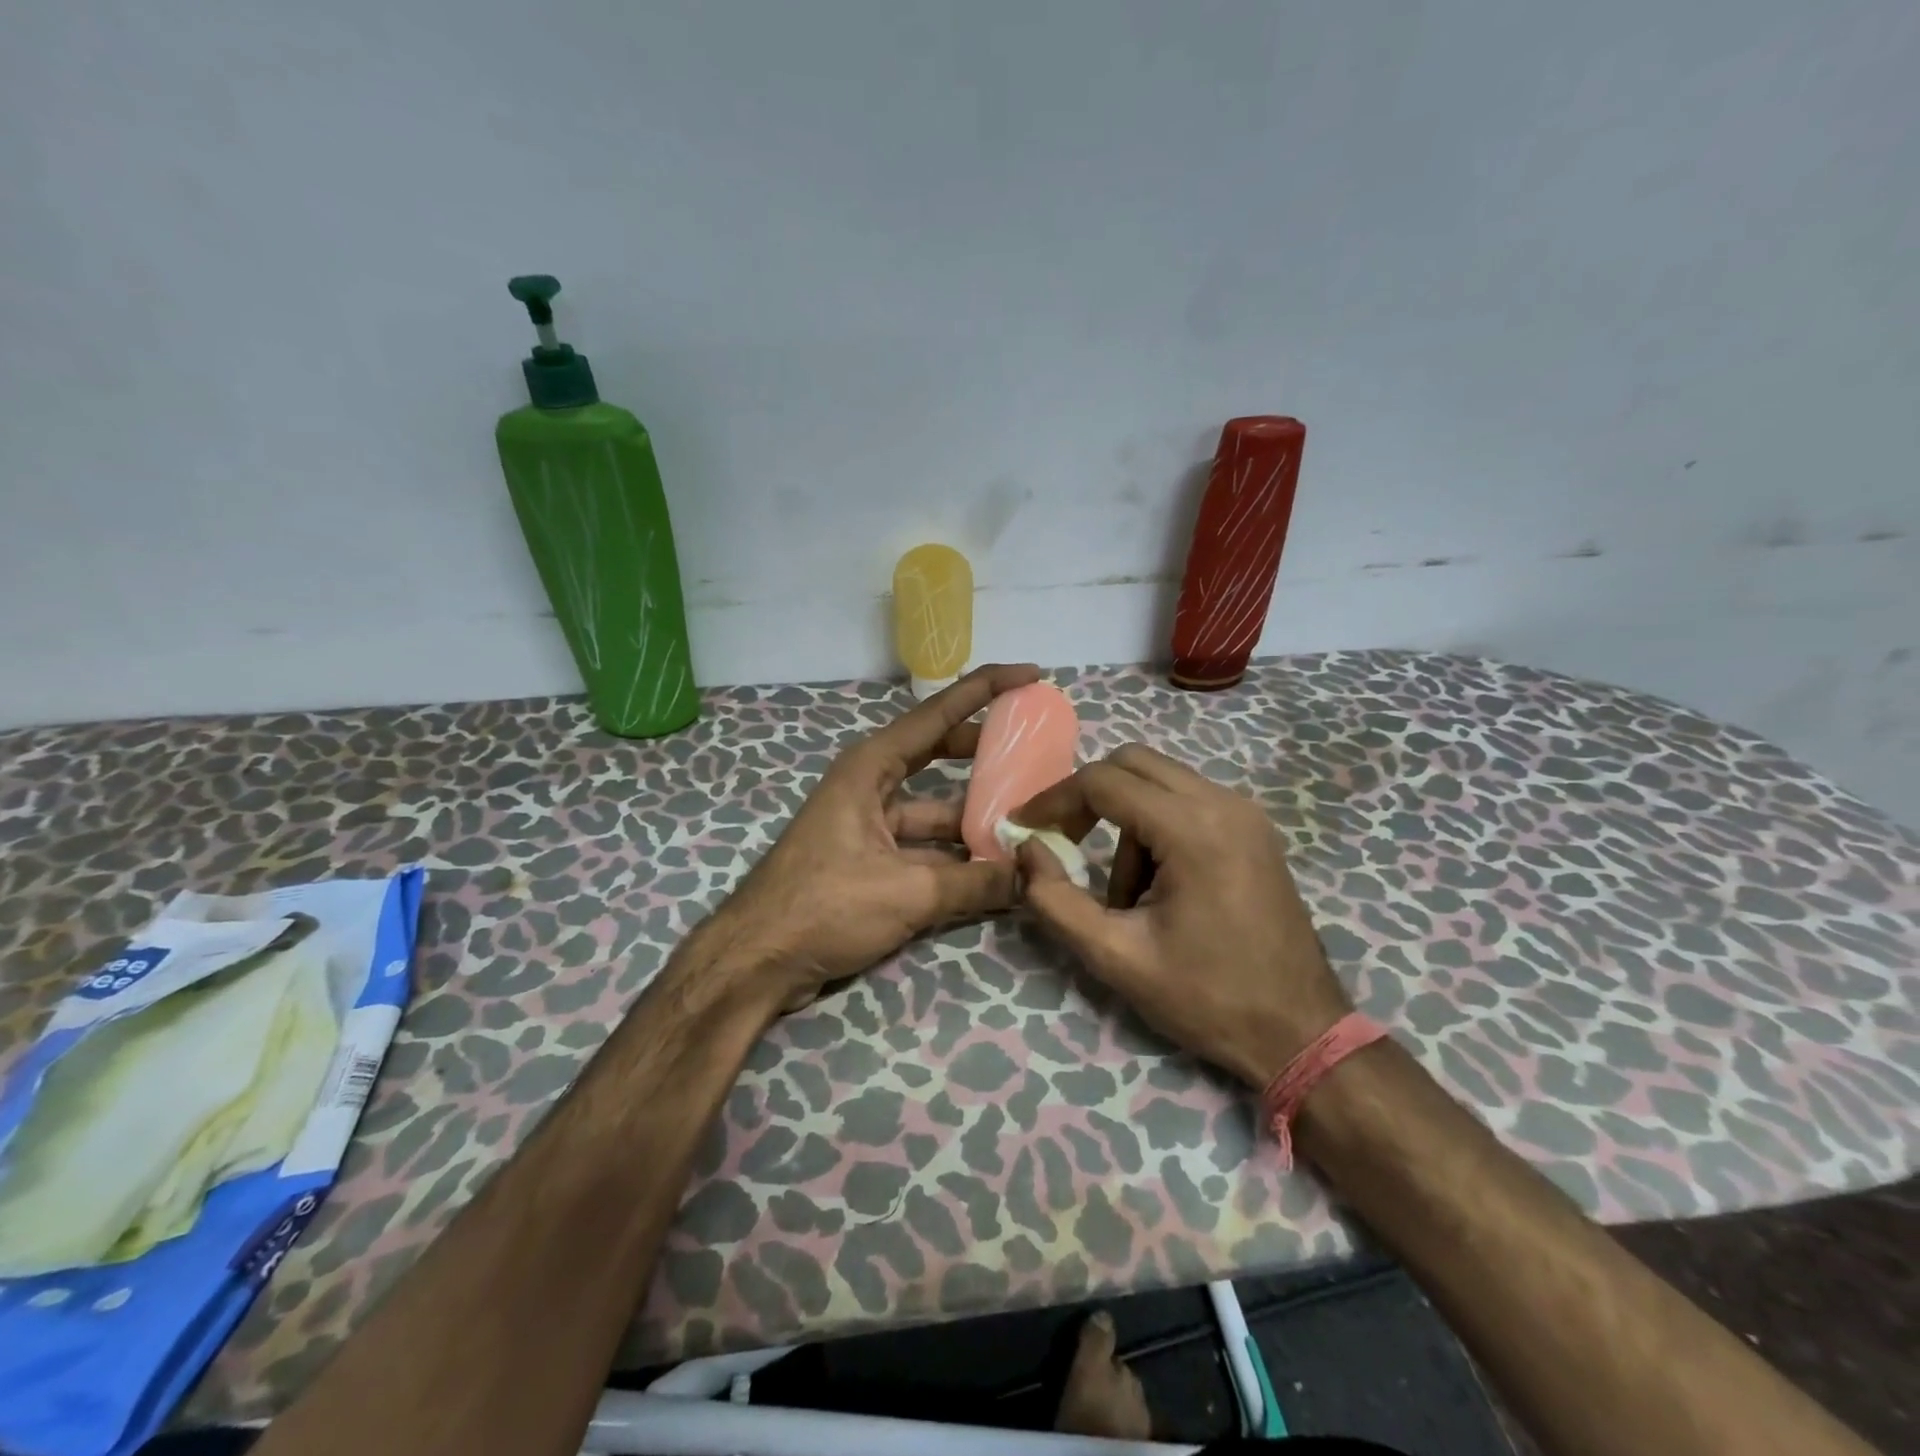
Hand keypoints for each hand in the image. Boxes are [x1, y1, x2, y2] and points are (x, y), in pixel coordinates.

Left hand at [711, 663, 1041, 1008]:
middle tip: (1038, 751)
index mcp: (871, 767)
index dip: (986, 689)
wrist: (756, 961)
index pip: (938, 714)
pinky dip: (957, 854)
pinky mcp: (871, 860)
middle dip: (987, 752)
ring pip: (936, 808)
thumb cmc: (824, 906)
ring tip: (1030, 816)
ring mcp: (870, 823)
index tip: (1030, 675)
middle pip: (940, 754)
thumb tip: (1033, 877)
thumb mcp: (907, 891)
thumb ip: (975, 882)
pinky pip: (926, 845)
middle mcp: (871, 785)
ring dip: (976, 814)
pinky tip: (996, 867)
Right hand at [1012, 743, 1350, 1088]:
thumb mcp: (1116, 957)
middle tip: (1064, 842)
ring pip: (1159, 781)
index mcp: (1193, 829)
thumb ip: (1056, 900)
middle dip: (1088, 797)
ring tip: (1126, 895)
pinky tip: (1159, 885)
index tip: (1024, 828)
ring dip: (1125, 821)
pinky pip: (1187, 801)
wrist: (1301, 1032)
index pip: (1103, 782)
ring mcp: (1245, 812)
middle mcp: (1223, 803)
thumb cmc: (1208, 998)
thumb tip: (1026, 850)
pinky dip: (1156, 825)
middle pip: (1132, 762)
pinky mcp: (1253, 829)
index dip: (1053, 800)